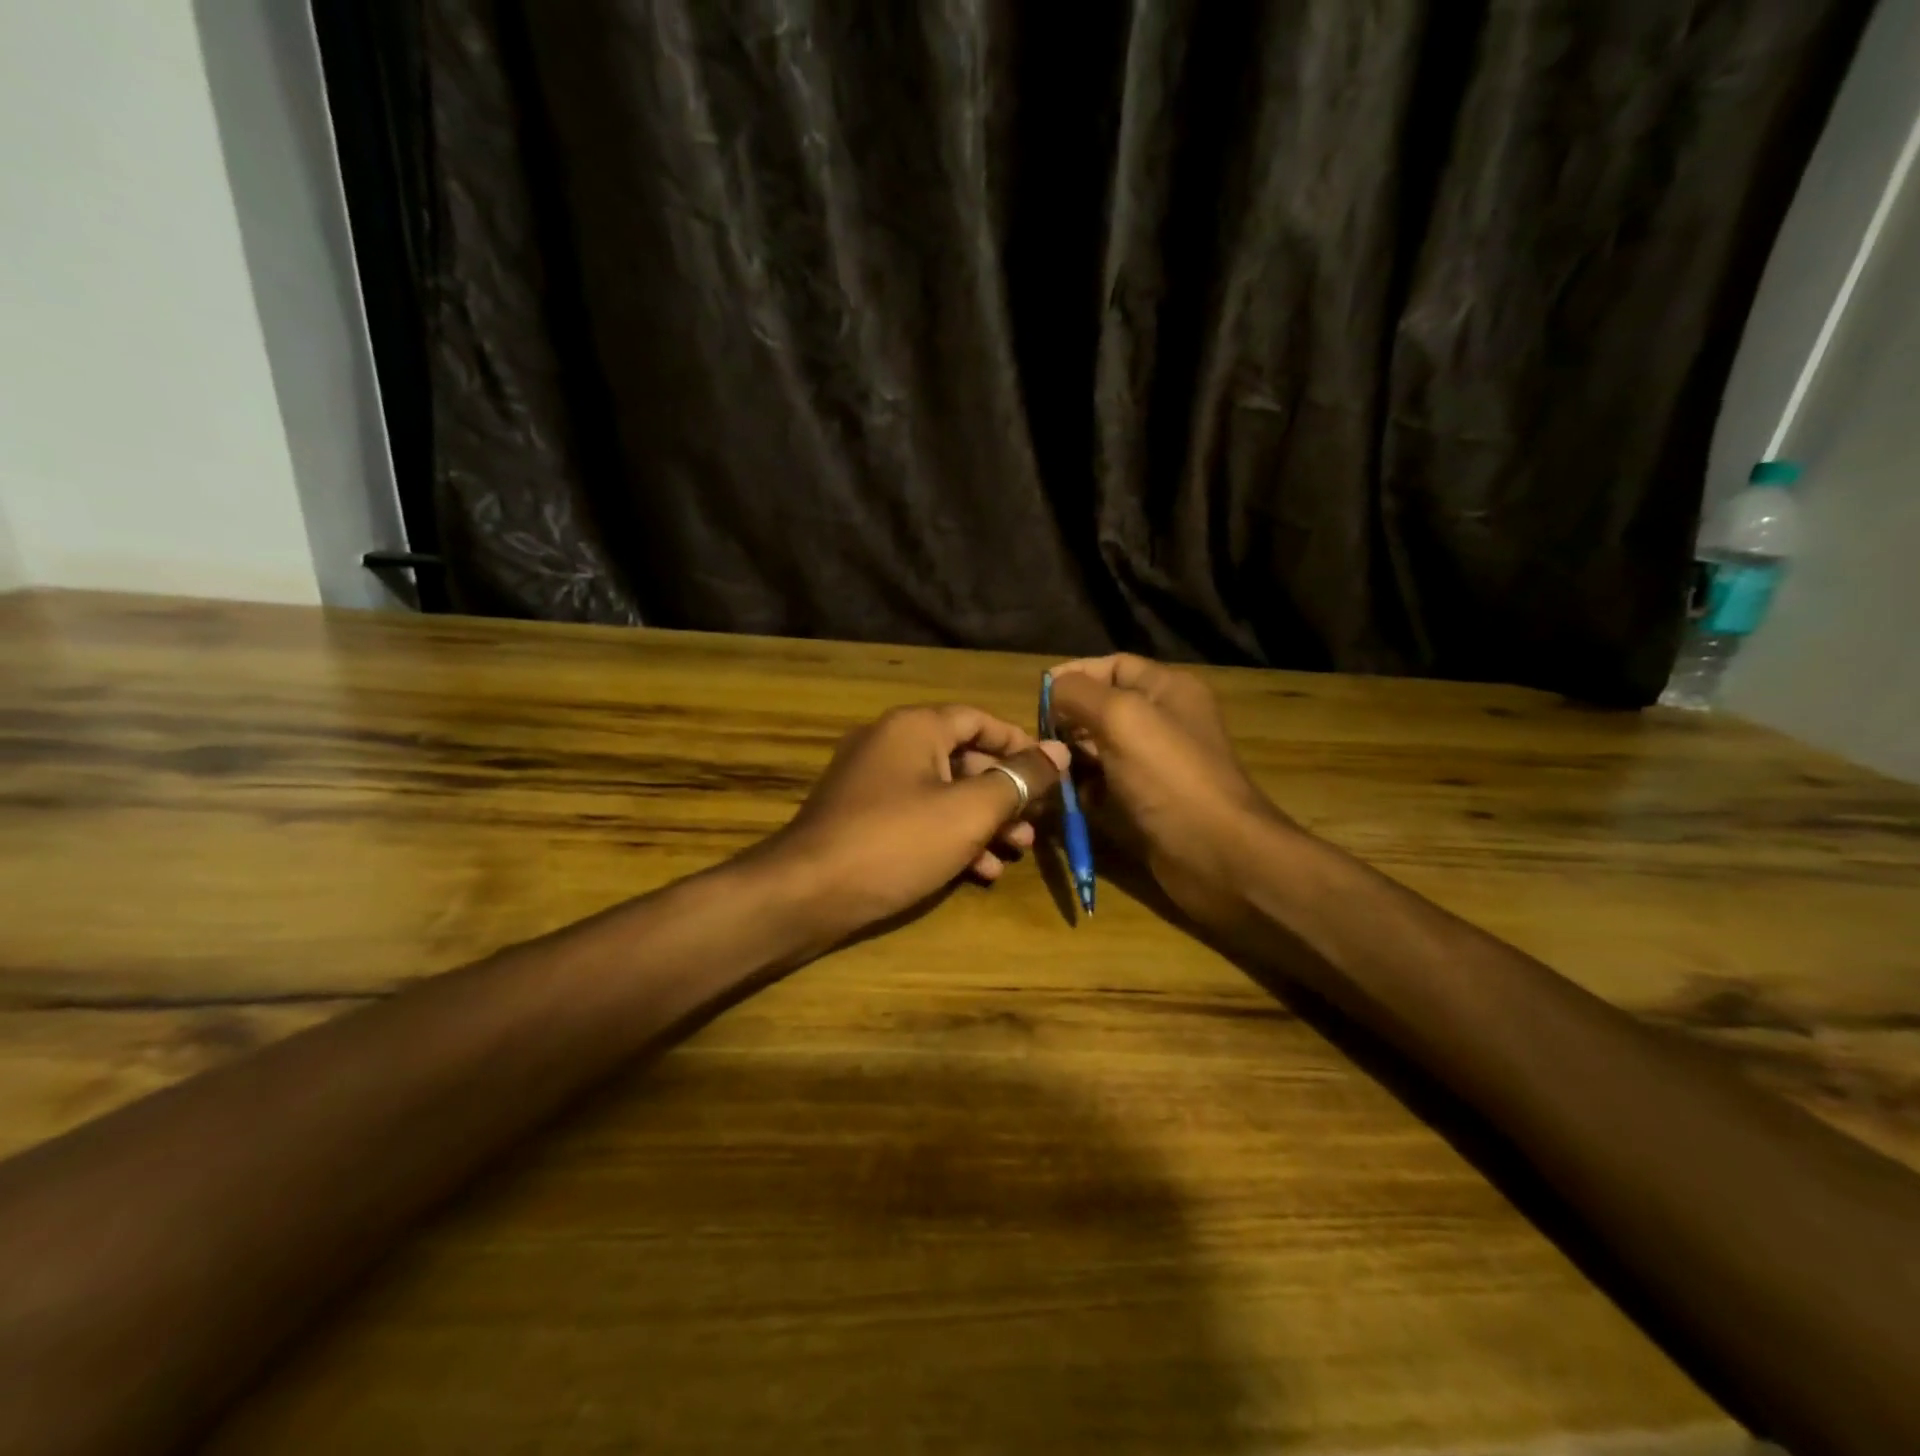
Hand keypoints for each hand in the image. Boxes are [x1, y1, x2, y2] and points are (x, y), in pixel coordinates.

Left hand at [763, 705, 1067, 940]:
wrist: (807, 892)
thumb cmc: (897, 841)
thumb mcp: (969, 811)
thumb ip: (1018, 779)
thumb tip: (1059, 751)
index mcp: (915, 727)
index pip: (979, 720)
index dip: (1020, 744)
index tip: (1051, 773)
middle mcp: (891, 743)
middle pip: (963, 758)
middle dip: (1004, 793)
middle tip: (1035, 824)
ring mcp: (871, 780)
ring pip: (942, 792)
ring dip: (983, 820)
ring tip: (1016, 851)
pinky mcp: (861, 816)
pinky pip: (916, 815)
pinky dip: (949, 836)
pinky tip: (978, 872)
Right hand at [1048, 655, 1289, 930]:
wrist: (1217, 854)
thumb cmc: (1169, 776)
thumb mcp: (1121, 718)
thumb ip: (1080, 693)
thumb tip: (1052, 688)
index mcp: (1168, 690)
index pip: (1113, 666)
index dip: (1075, 675)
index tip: (1037, 697)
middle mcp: (1163, 722)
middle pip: (1102, 708)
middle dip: (1067, 720)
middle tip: (1038, 739)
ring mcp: (1153, 765)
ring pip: (1098, 749)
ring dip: (1068, 757)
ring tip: (1043, 769)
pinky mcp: (1144, 802)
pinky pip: (1104, 786)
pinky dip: (1081, 790)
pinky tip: (1061, 799)